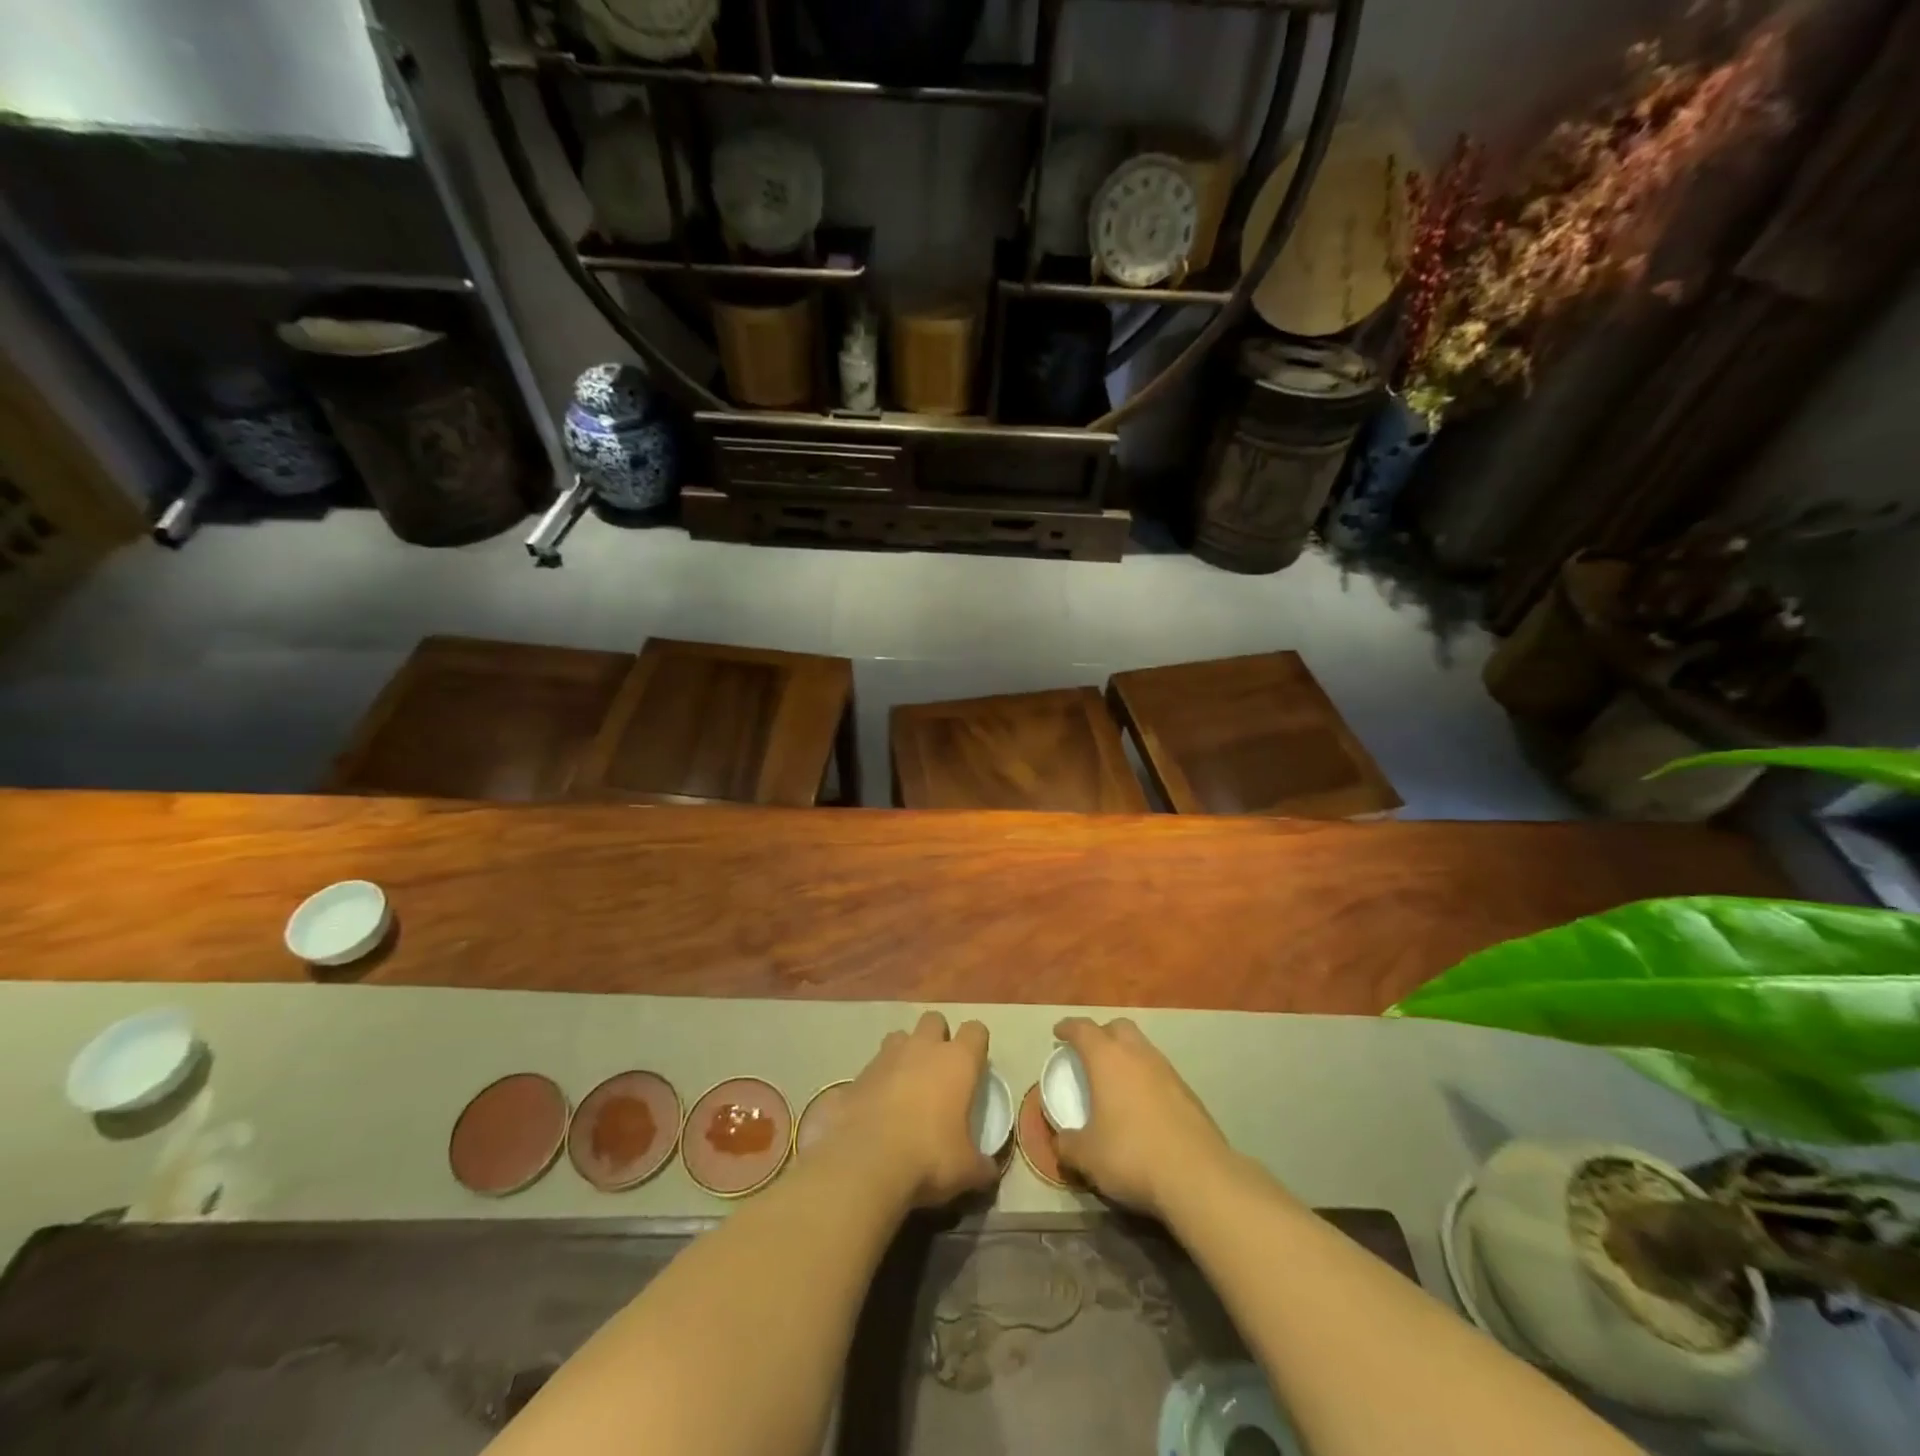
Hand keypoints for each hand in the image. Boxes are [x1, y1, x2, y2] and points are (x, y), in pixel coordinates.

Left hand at [829, 1011, 998, 1209]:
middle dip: (937, 1037)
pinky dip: (872, 1086)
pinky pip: (867, 1072)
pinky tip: (872, 1112)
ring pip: (898, 1038)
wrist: (865, 1164)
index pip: (975, 1031)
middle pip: (934, 1021)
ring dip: (903, 1054)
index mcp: (956, 1062)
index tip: (975, 1066)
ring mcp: (884, 1058)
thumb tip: (989, 1171)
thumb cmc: (929, 1157)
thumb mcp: (966, 1170)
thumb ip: (981, 1165)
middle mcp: (921, 1048)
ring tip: (904, 1085)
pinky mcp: (854, 1077)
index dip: (976, 1044)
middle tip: (939, 1070)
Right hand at [1052, 1017, 1230, 1219]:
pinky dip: (1146, 1078)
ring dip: (1126, 1055)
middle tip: (1089, 1053)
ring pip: (1142, 1047)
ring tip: (1116, 1080)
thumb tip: (1062, 1141)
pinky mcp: (1188, 1091)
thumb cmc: (1131, 1155)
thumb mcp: (1087, 1156)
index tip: (1059, 1032)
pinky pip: (1159, 1072)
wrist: (1198, 1176)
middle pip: (1117, 1027)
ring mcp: (1167, 1070)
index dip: (1068, 1027)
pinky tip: (1143, 1105)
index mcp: (1106, 1058)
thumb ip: (1068, 1145)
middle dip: (1101, 1034)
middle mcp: (1137, 1054)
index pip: (1083, 1029)